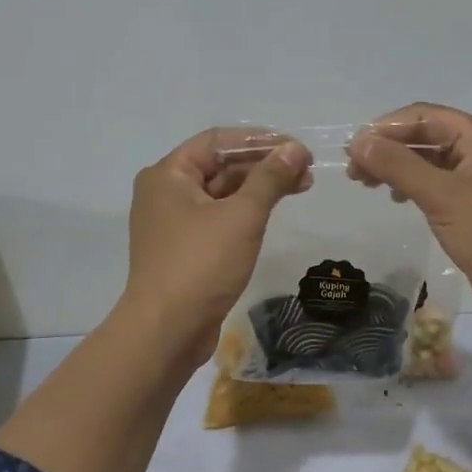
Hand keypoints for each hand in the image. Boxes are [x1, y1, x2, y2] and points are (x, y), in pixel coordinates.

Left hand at [119, 128, 311, 364]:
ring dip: (259, 188)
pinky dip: (245, 211)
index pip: (218, 141)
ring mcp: (172, 223)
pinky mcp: (183, 249)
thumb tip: (295, 149)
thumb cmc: (201, 264)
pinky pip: (217, 218)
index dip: (260, 140)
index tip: (297, 148)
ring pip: (221, 193)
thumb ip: (270, 178)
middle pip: (219, 165)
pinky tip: (273, 211)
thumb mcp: (242, 216)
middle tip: (306, 170)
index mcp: (168, 174)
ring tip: (301, 186)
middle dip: (264, 165)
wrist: (166, 331)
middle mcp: (165, 192)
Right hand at [348, 104, 471, 324]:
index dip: (386, 128)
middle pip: (429, 136)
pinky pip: (441, 184)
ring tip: (368, 184)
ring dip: (399, 168)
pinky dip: (416, 186)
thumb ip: (397, 165)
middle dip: (390, 149)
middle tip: (354, 171)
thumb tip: (358, 142)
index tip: (353, 148)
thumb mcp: (440, 195)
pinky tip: (398, 199)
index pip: (426, 116)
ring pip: (433, 162)